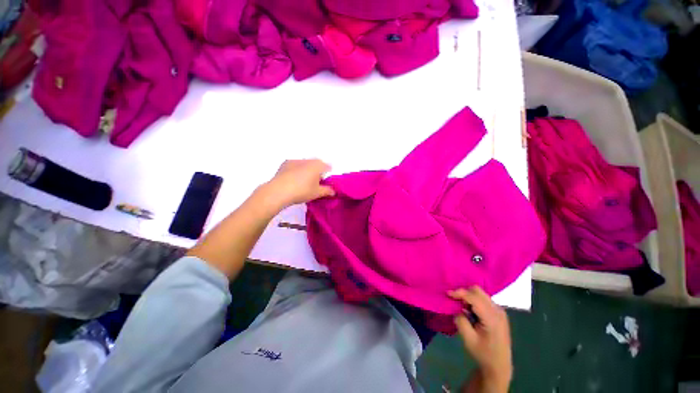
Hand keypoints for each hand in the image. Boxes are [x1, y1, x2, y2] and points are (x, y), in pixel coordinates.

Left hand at [264, 159, 334, 207]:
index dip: (329, 173)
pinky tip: (294, 179)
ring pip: (306, 163)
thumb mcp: (317, 193)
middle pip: (317, 163)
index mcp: (317, 166)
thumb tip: (334, 191)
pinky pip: (295, 165)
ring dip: (308, 169)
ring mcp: (295, 160)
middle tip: (316, 181)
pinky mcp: (285, 163)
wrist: (279, 191)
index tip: (326, 181)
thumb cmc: (302, 191)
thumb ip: (327, 191)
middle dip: (318, 170)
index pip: (327, 166)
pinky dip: (297, 169)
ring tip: (305, 180)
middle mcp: (308, 160)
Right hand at [449, 286, 511, 391]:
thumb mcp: (468, 339)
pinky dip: (474, 300)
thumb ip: (461, 320)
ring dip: (469, 296)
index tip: (447, 294)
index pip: (474, 297)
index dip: (459, 293)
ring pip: (481, 294)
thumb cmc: (483, 354)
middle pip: (478, 291)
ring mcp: (500, 311)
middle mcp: (498, 310)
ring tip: (462, 307)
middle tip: (454, 301)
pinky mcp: (499, 313)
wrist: (499, 366)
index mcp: (492, 318)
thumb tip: (457, 309)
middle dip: (464, 293)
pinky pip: (484, 299)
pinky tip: (470, 311)